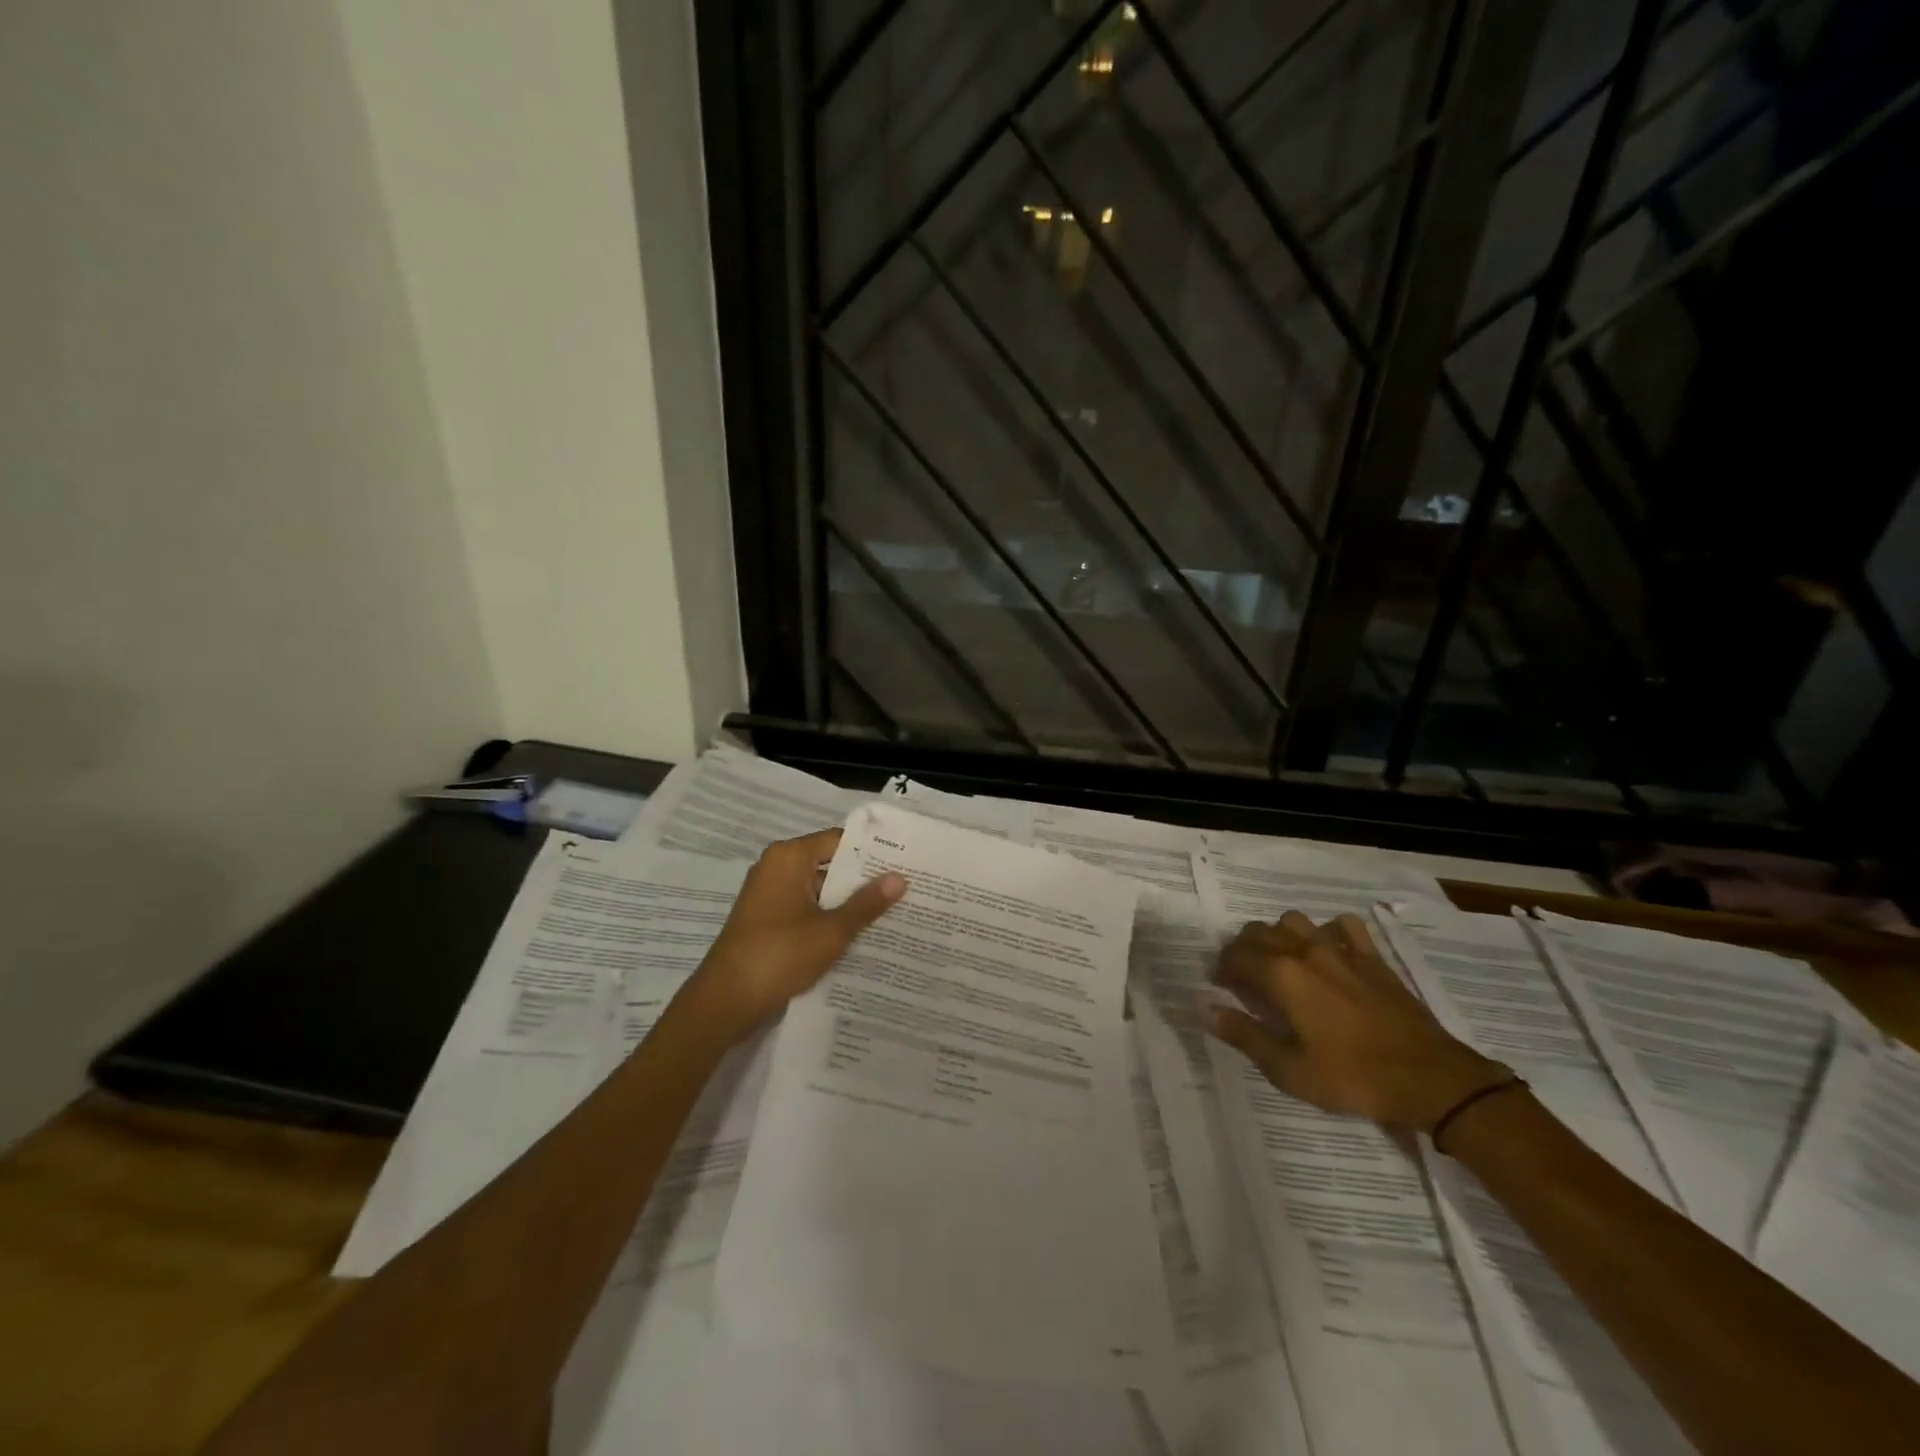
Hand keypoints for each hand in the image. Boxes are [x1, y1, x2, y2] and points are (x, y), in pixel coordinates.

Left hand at [677, 828, 905, 1045]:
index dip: (872, 850)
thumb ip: (866, 903)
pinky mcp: (767, 921)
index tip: (904, 860)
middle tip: (907, 887)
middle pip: (829, 864)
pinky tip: (860, 934)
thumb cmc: (779, 955)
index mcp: (789, 857)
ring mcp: (769, 896)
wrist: (724, 1002)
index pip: (839, 840)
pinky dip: (829, 918)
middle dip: (864, 879)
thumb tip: (900, 877)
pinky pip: (806, 910)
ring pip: (819, 891)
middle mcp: (776, 868)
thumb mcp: (831, 930)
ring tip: (893, 912)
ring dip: (848, 902)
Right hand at [1208, 912, 1509, 1130]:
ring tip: (1280, 961)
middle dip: (1243, 949)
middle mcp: (1305, 951)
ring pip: (1294, 921)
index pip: (1236, 956)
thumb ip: (1245, 1036)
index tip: (1221, 986)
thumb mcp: (1289, 1070)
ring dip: (1278, 935)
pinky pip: (1343, 926)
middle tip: (1244, 977)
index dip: (1222, 968)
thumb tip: (1206, 1010)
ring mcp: (1341, 949)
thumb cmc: (1352, 1077)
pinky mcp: (1371, 957)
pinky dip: (1328, 931)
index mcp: (1281, 975)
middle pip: (1259, 932)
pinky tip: (1329, 951)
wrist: (1430, 1079)